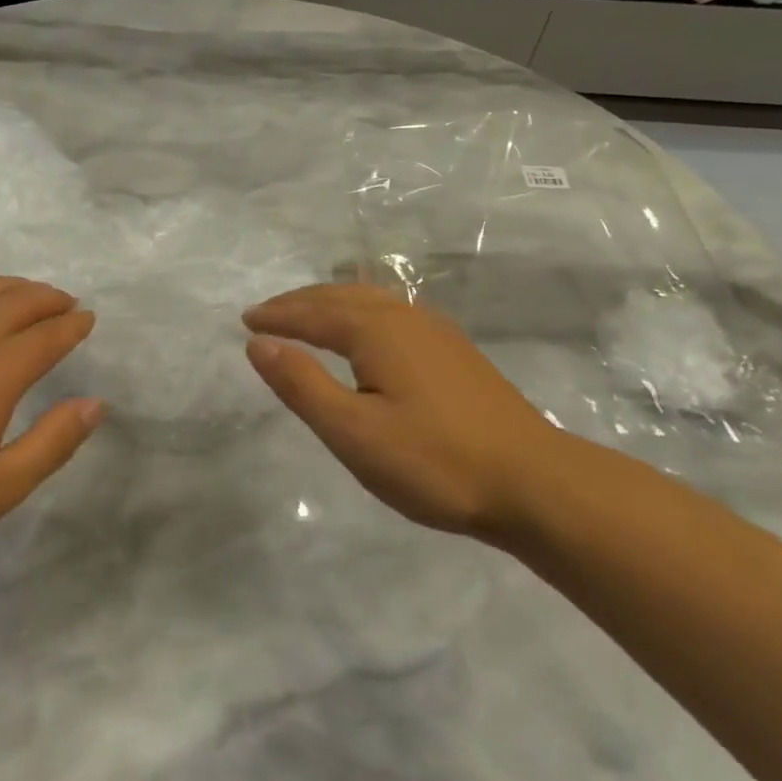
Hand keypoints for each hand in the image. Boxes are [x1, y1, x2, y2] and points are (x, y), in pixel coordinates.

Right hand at [243, 283, 573, 537]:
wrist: (535, 484)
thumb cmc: (434, 462)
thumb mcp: (353, 431)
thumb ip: (302, 384)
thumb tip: (257, 344)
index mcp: (376, 331)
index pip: (313, 313)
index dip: (277, 316)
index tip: (246, 321)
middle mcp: (405, 318)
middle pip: (342, 296)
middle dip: (300, 302)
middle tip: (267, 314)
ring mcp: (436, 332)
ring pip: (371, 301)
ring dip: (331, 302)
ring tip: (307, 315)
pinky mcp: (455, 352)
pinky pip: (392, 313)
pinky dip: (361, 312)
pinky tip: (367, 332)